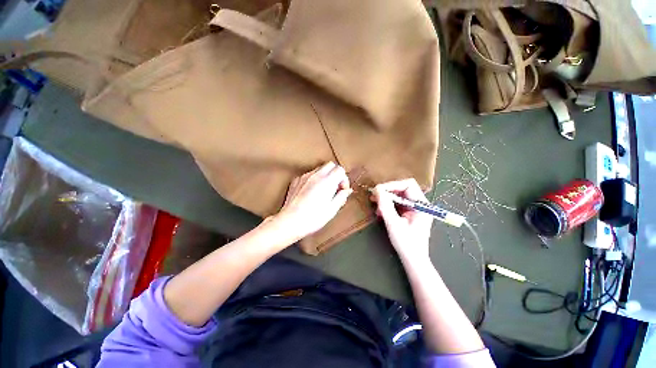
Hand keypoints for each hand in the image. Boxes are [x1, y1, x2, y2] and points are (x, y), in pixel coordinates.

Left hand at [275, 162, 352, 240]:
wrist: (290, 222)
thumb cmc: (312, 218)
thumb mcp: (332, 210)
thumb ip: (341, 197)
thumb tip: (347, 191)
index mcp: (327, 182)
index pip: (340, 170)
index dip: (344, 180)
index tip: (342, 190)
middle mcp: (316, 175)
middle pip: (330, 165)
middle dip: (335, 174)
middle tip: (335, 188)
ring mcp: (305, 177)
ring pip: (319, 169)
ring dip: (325, 176)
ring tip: (324, 191)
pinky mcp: (296, 180)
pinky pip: (309, 174)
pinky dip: (314, 179)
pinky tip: (312, 192)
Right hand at [371, 179, 433, 262]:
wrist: (413, 260)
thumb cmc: (406, 244)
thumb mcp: (394, 224)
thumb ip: (386, 206)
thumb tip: (377, 190)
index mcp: (421, 205)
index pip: (408, 185)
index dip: (393, 185)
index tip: (379, 190)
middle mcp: (420, 204)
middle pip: (403, 188)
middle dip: (388, 191)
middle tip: (374, 196)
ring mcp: (415, 209)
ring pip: (399, 195)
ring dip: (386, 198)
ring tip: (375, 203)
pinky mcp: (409, 213)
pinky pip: (398, 203)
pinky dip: (388, 204)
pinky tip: (380, 211)